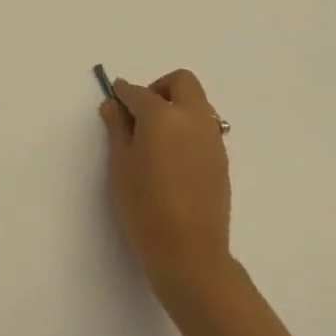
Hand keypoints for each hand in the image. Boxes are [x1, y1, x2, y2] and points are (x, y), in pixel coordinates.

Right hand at [99, 69, 233, 298]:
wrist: (190, 253)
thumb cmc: (145, 207)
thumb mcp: (121, 165)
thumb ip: (117, 129)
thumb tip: (113, 104)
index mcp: (163, 116)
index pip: (139, 92)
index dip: (123, 93)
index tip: (114, 100)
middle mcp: (192, 118)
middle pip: (181, 82)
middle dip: (159, 88)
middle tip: (140, 113)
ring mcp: (212, 138)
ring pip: (197, 102)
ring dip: (177, 106)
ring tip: (157, 136)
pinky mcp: (222, 158)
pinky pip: (205, 126)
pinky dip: (188, 126)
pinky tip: (173, 155)